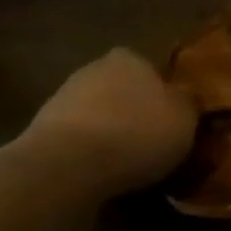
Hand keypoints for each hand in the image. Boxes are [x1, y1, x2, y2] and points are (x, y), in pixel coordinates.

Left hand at [20, 48, 197, 199]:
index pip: (152, 69)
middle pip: (123, 89)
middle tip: (154, 141)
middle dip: (136, 111)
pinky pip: (79, 137)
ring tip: (130, 162)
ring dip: (111, 132)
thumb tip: (184, 98)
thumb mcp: (186, 119)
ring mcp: (63, 97)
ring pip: (99, 113)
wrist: (68, 165)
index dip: (164, 94)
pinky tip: (103, 171)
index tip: (173, 119)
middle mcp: (94, 69)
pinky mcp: (42, 129)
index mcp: (131, 58)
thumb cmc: (137, 134)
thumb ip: (187, 103)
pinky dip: (90, 151)